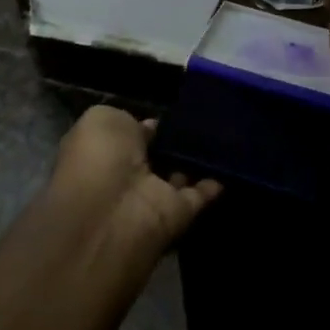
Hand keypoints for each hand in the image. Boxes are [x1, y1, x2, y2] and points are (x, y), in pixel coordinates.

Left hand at [48, 105, 220, 251]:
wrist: (111, 211)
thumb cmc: (98, 158)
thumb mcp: (102, 120)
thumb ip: (127, 120)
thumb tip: (149, 128)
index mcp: (101, 154)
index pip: (127, 136)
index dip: (146, 126)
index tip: (171, 114)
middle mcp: (124, 177)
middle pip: (155, 157)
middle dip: (174, 142)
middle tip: (202, 120)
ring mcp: (152, 198)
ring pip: (178, 176)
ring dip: (196, 160)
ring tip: (222, 134)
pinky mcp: (177, 214)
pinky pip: (200, 195)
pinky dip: (215, 182)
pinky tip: (230, 160)